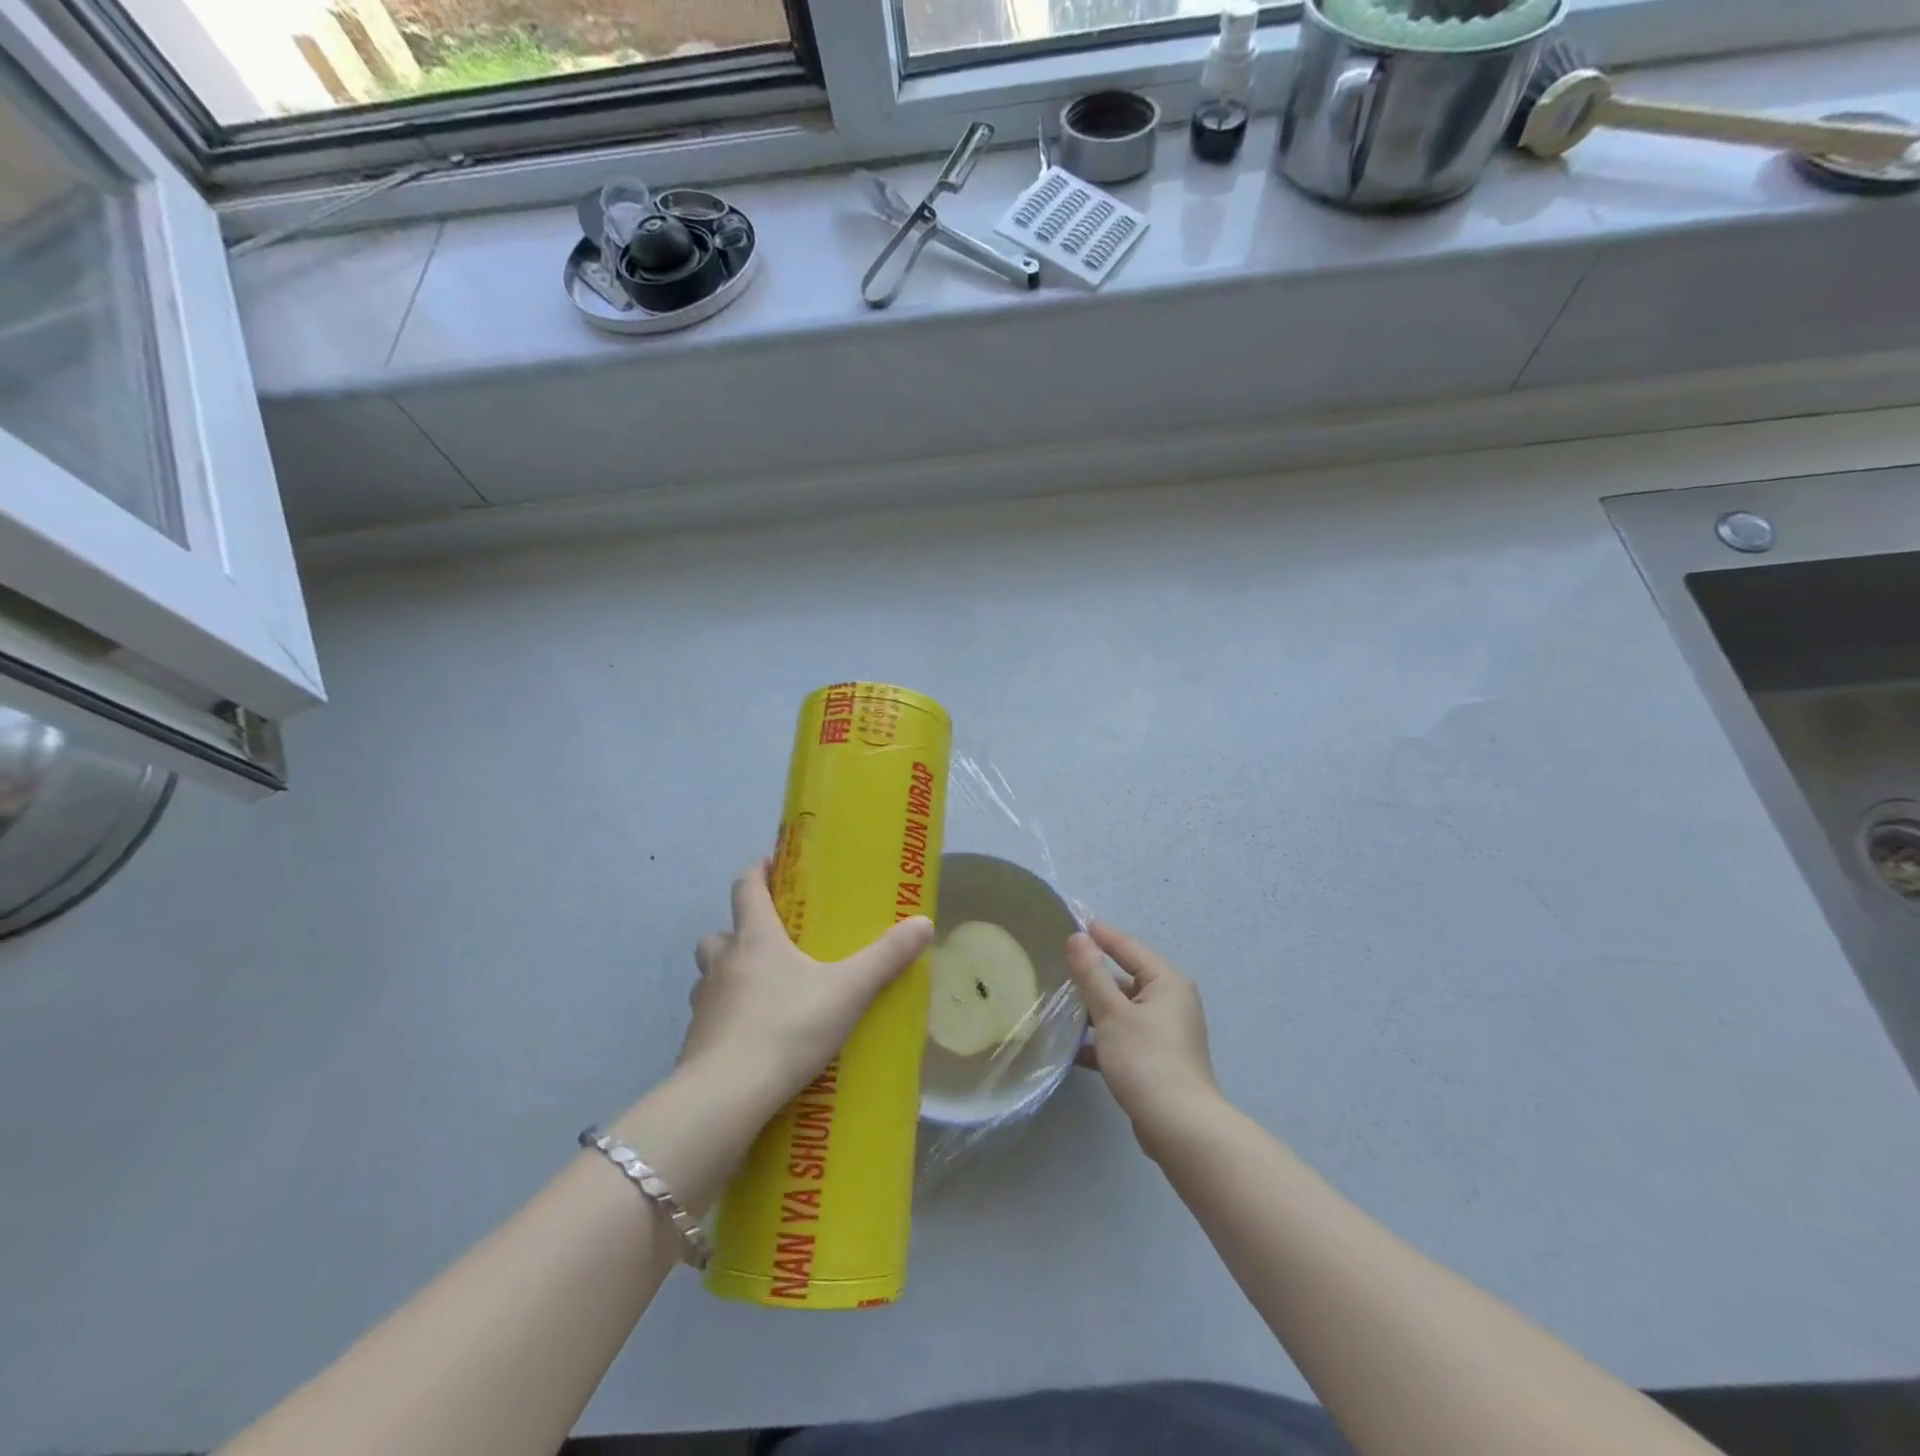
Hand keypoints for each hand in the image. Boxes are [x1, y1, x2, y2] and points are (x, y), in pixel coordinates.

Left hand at [683, 862, 934, 1118]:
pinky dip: (727, 1020)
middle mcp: (723, 964)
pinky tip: (753, 1039)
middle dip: (738, 931)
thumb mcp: (848, 990)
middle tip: (769, 941)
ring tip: (762, 992)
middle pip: (719, 933)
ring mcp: (704, 1005)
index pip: (746, 889)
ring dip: (729, 976)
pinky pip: (710, 1019)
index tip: (769, 864)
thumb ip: (885, 958)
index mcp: (755, 939)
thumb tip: (925, 923)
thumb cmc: (788, 1026)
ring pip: (710, 976)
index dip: (756, 872)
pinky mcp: (694, 1044)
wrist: (727, 1095)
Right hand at [1067, 921, 1222, 1156]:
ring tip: (1058, 1005)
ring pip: (1123, 1010)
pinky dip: (1102, 1038)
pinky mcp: (1157, 1060)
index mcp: (1167, 982)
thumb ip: (1092, 973)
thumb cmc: (1146, 1059)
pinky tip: (1072, 1047)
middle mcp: (1171, 1002)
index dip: (1102, 935)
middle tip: (1059, 965)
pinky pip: (1124, 1037)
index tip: (1076, 923)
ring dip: (1094, 1009)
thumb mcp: (1112, 1012)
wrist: (1179, 1127)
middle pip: (1126, 979)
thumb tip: (1078, 937)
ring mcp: (1166, 1033)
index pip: (1129, 948)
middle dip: (1094, 975)